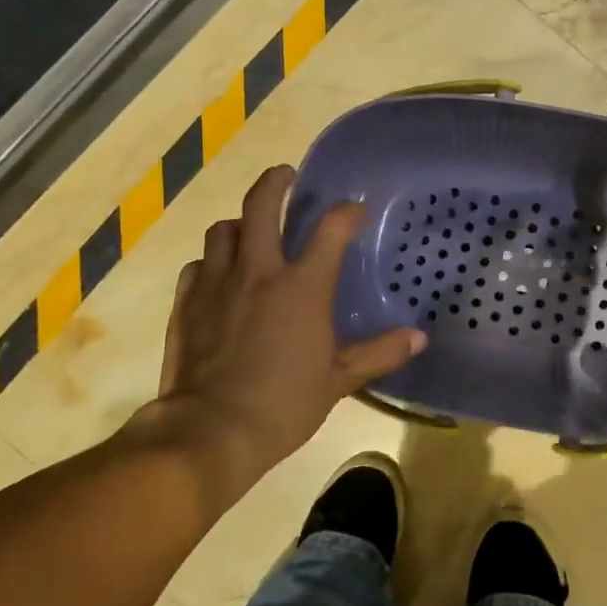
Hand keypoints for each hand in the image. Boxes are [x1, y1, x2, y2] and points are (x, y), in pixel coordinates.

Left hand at [130, 165, 424, 513]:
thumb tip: (419, 338)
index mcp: (302, 286)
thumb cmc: (284, 404)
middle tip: (286, 176)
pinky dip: (211, 263)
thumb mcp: (338, 380)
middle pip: (261, 205)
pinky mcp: (187, 303)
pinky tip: (218, 276)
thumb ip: (378, 353)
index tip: (354, 209)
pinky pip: (198, 266)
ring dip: (240, 224)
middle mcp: (257, 272)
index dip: (346, 213)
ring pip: (223, 230)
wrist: (211, 430)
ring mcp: (216, 284)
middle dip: (275, 182)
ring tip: (250, 231)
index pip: (330, 230)